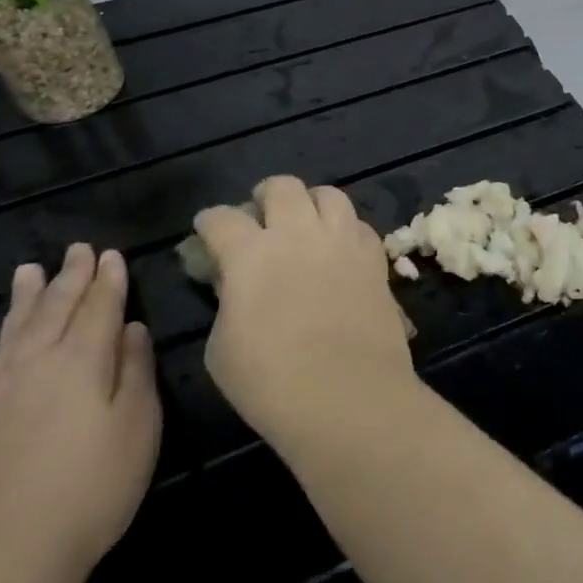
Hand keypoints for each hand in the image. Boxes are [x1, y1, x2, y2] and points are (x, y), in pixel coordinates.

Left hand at [0, 244, 162, 582]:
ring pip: (10, 333)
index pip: (99, 308)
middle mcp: (35, 366)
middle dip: (69, 277)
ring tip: (27, 270)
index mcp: (82, 362)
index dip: (107, 280)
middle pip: (55, 310)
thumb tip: (131, 329)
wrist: (1, 561)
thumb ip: (135, 372)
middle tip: (76, 249)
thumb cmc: (91, 490)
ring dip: (22, 300)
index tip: (111, 254)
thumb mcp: (138, 428)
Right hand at [199, 176, 415, 452]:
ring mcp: (342, 241)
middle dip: (265, 194)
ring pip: (328, 194)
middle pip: (282, 187)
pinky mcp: (375, 258)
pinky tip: (339, 246)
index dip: (210, 221)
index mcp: (251, 254)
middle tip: (260, 213)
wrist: (348, 395)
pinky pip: (360, 225)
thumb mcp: (223, 348)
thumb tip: (234, 281)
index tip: (207, 227)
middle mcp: (298, 234)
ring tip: (305, 219)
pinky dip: (345, 228)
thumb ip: (227, 302)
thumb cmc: (271, 383)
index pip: (222, 219)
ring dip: (311, 201)